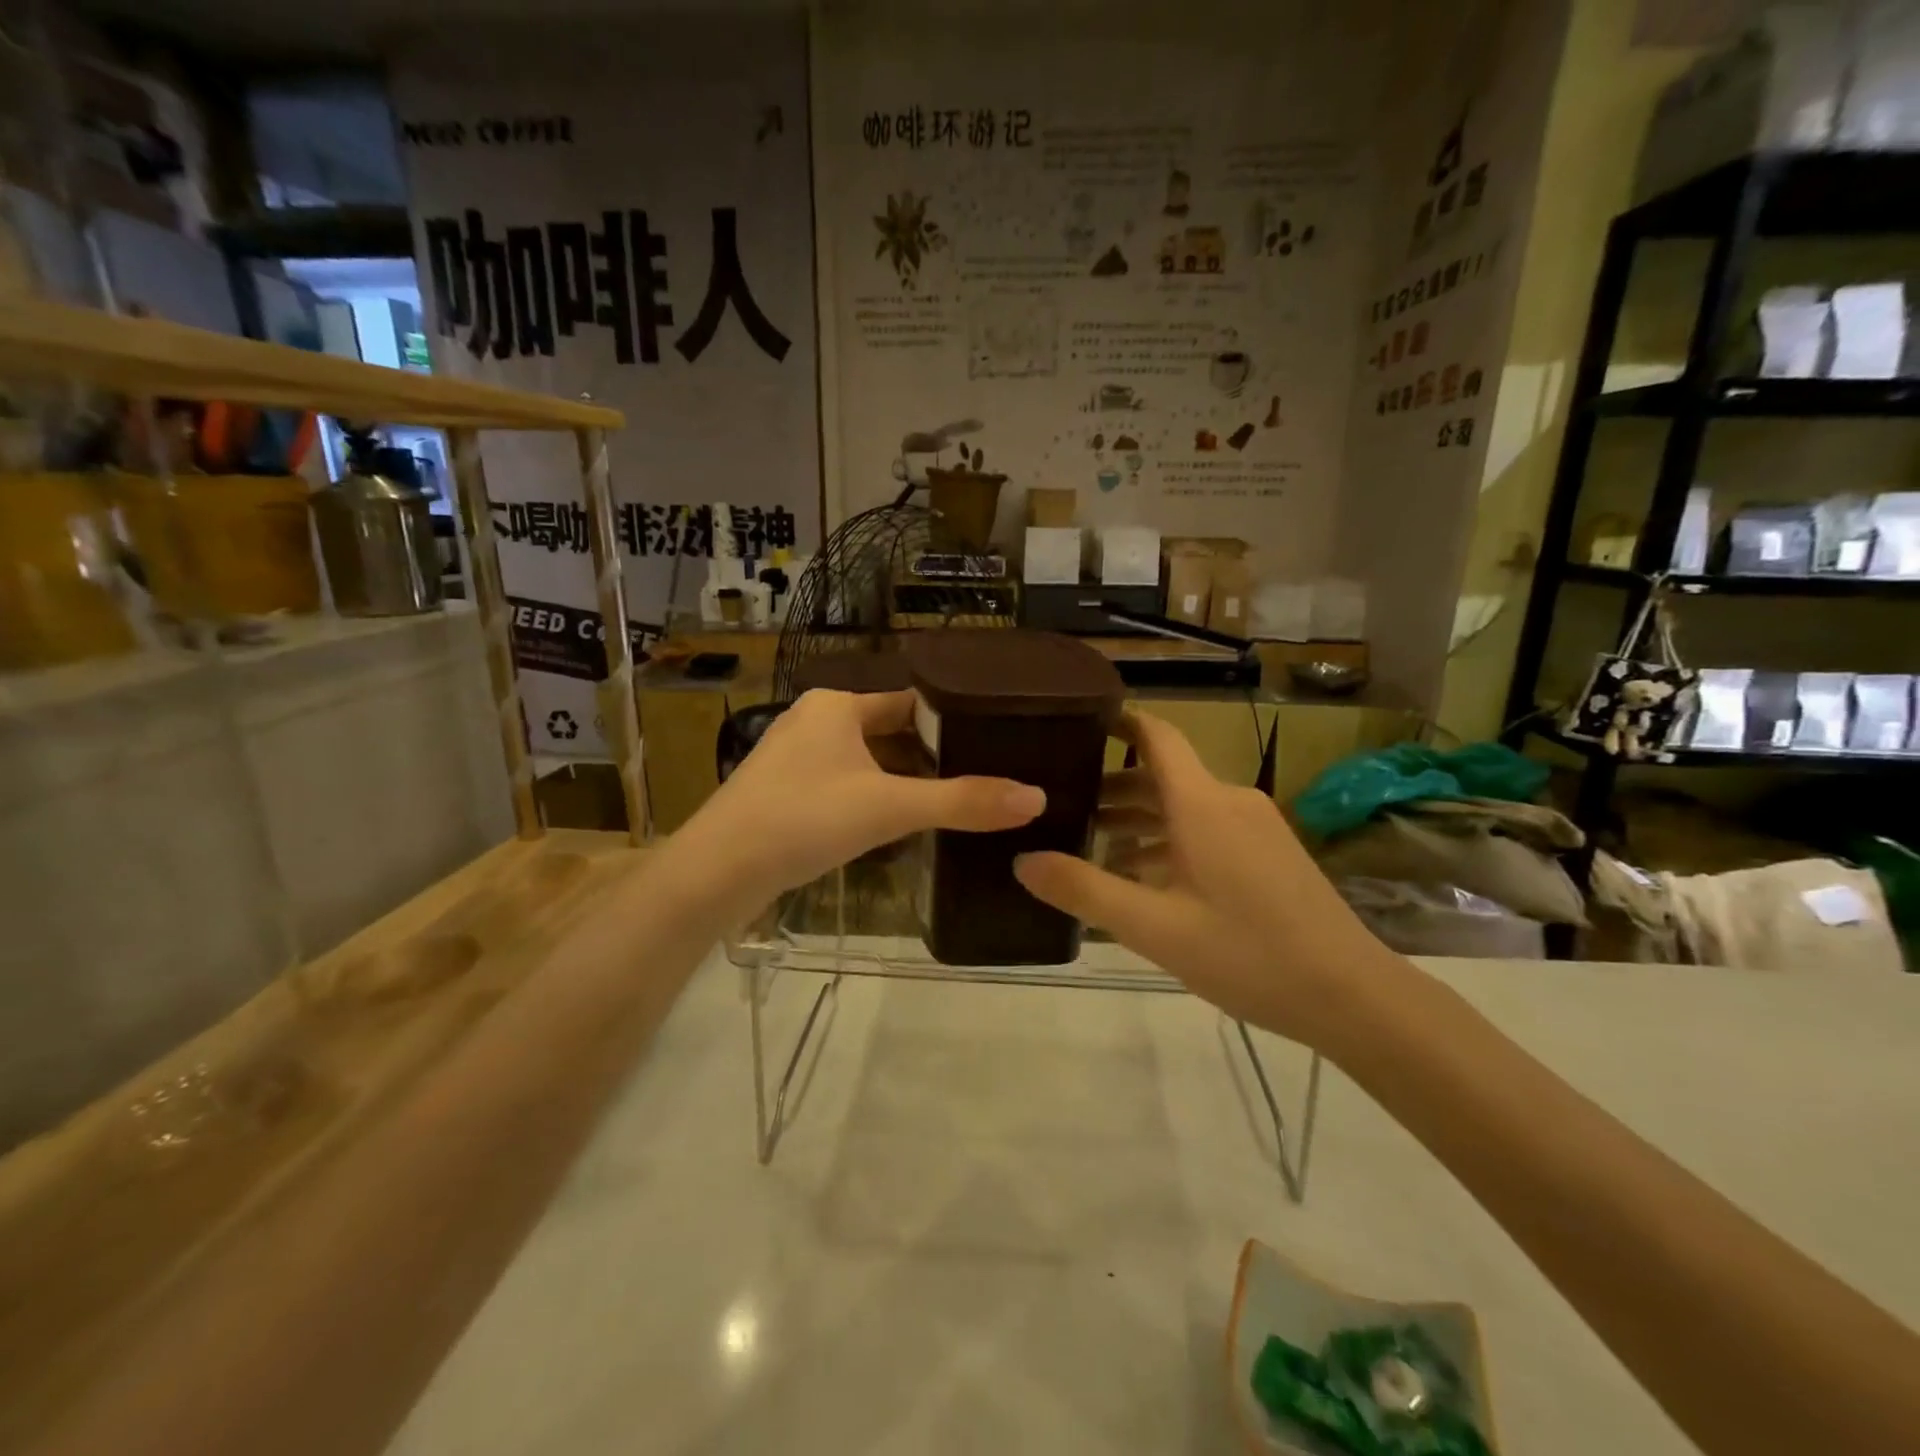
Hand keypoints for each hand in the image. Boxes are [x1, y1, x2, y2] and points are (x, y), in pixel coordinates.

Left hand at [674, 688, 1045, 920]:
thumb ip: (962, 802)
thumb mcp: (889, 807)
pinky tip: (896, 825)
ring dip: (902, 780)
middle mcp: (814, 720)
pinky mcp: (782, 792)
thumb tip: (1036, 798)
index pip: (911, 702)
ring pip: (865, 761)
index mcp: (837, 705)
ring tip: (952, 802)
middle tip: (983, 777)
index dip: (952, 721)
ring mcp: (794, 757)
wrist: (716, 872)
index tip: (995, 741)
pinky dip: (872, 799)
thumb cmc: (803, 819)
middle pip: (889, 732)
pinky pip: (843, 785)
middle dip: (931, 756)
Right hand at [1013, 710, 1398, 1050]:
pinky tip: (1142, 878)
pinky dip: (1168, 841)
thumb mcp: (1155, 927)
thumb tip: (1022, 860)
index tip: (1074, 723)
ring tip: (1089, 845)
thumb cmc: (1248, 953)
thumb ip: (1084, 890)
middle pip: (1162, 775)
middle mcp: (1229, 801)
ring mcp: (1254, 827)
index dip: (1117, 721)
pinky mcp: (1269, 853)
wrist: (1353, 995)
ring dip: (1138, 819)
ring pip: (1183, 806)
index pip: (1156, 736)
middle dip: (1111, 786)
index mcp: (1202, 804)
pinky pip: (1206, 830)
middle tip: (1059, 805)